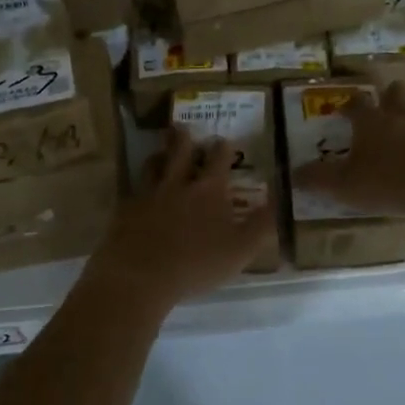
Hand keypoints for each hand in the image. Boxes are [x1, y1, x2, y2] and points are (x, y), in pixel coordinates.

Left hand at [82, 125, 277, 315]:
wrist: (140, 276)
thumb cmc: (197, 264)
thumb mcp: (241, 249)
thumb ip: (261, 225)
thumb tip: (279, 200)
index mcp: (208, 190)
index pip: (218, 159)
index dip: (222, 148)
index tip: (224, 140)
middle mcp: (177, 184)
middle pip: (180, 152)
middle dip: (184, 138)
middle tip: (183, 127)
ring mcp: (148, 194)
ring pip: (153, 166)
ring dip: (159, 156)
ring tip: (160, 153)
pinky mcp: (125, 209)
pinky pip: (132, 190)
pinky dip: (137, 186)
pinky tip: (137, 191)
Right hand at [293, 81, 404, 217]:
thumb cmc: (392, 182)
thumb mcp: (346, 186)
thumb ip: (319, 180)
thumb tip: (292, 174)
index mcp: (372, 123)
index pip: (356, 104)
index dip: (349, 105)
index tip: (344, 109)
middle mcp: (403, 117)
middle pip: (395, 96)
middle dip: (389, 96)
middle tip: (385, 103)